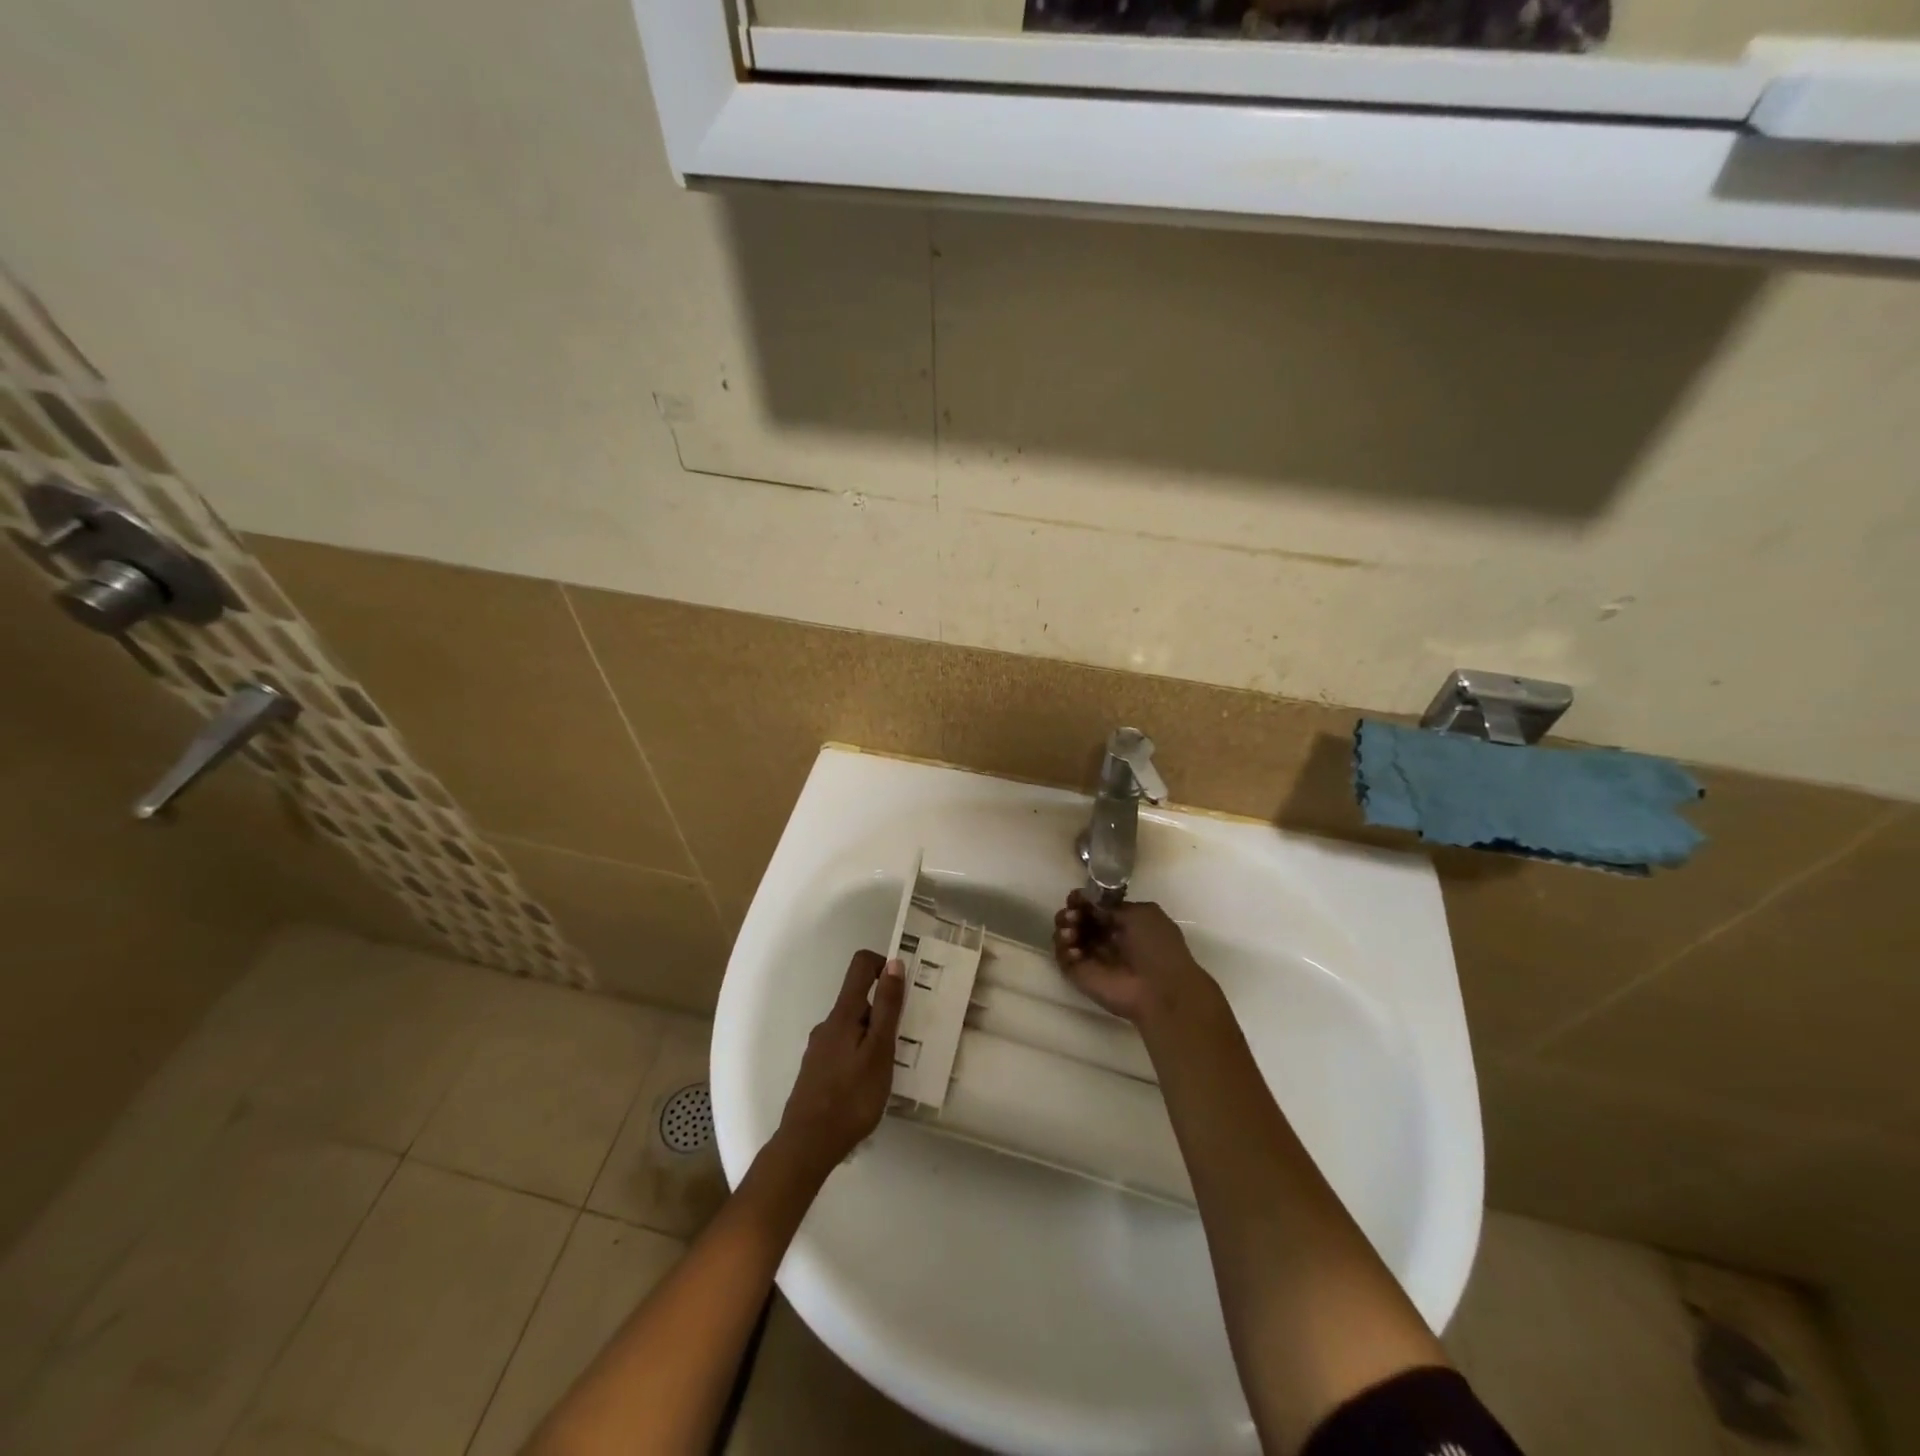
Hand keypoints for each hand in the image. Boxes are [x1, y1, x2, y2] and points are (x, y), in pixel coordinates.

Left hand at [772, 949, 905, 1180]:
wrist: (807, 1145)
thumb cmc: (851, 1097)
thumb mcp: (879, 1050)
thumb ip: (887, 1007)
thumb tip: (893, 963)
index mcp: (844, 1013)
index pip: (861, 966)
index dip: (883, 965)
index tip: (904, 988)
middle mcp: (828, 1024)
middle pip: (859, 999)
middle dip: (884, 1010)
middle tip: (906, 1039)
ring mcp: (819, 1048)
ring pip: (853, 1027)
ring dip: (874, 1037)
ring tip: (892, 1067)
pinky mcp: (816, 1071)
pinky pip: (845, 1049)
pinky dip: (861, 1055)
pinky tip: (870, 1084)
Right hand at [1053, 890, 1212, 1025]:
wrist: (1160, 990)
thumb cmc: (1156, 947)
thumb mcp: (1141, 913)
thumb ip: (1111, 905)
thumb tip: (1088, 902)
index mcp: (1122, 923)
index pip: (1095, 907)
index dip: (1083, 900)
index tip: (1075, 897)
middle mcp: (1105, 939)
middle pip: (1077, 920)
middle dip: (1071, 912)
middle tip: (1072, 915)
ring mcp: (1091, 957)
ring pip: (1066, 936)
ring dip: (1064, 928)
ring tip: (1071, 932)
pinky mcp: (1080, 975)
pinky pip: (1063, 957)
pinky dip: (1062, 948)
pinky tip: (1074, 947)